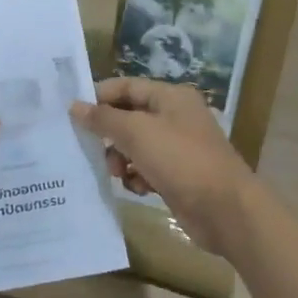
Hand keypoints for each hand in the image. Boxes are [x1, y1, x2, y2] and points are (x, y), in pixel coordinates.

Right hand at [70, 78, 260, 256]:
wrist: (225, 210)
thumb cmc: (181, 160)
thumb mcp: (137, 133)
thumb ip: (104, 118)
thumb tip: (74, 106)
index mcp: (171, 97)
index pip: (127, 87)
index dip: (100, 97)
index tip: (72, 113)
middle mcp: (175, 117)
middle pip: (130, 116)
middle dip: (109, 133)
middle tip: (89, 147)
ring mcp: (178, 147)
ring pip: (136, 145)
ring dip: (121, 158)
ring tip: (118, 172)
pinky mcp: (178, 175)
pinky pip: (147, 168)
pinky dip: (138, 176)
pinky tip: (138, 188)